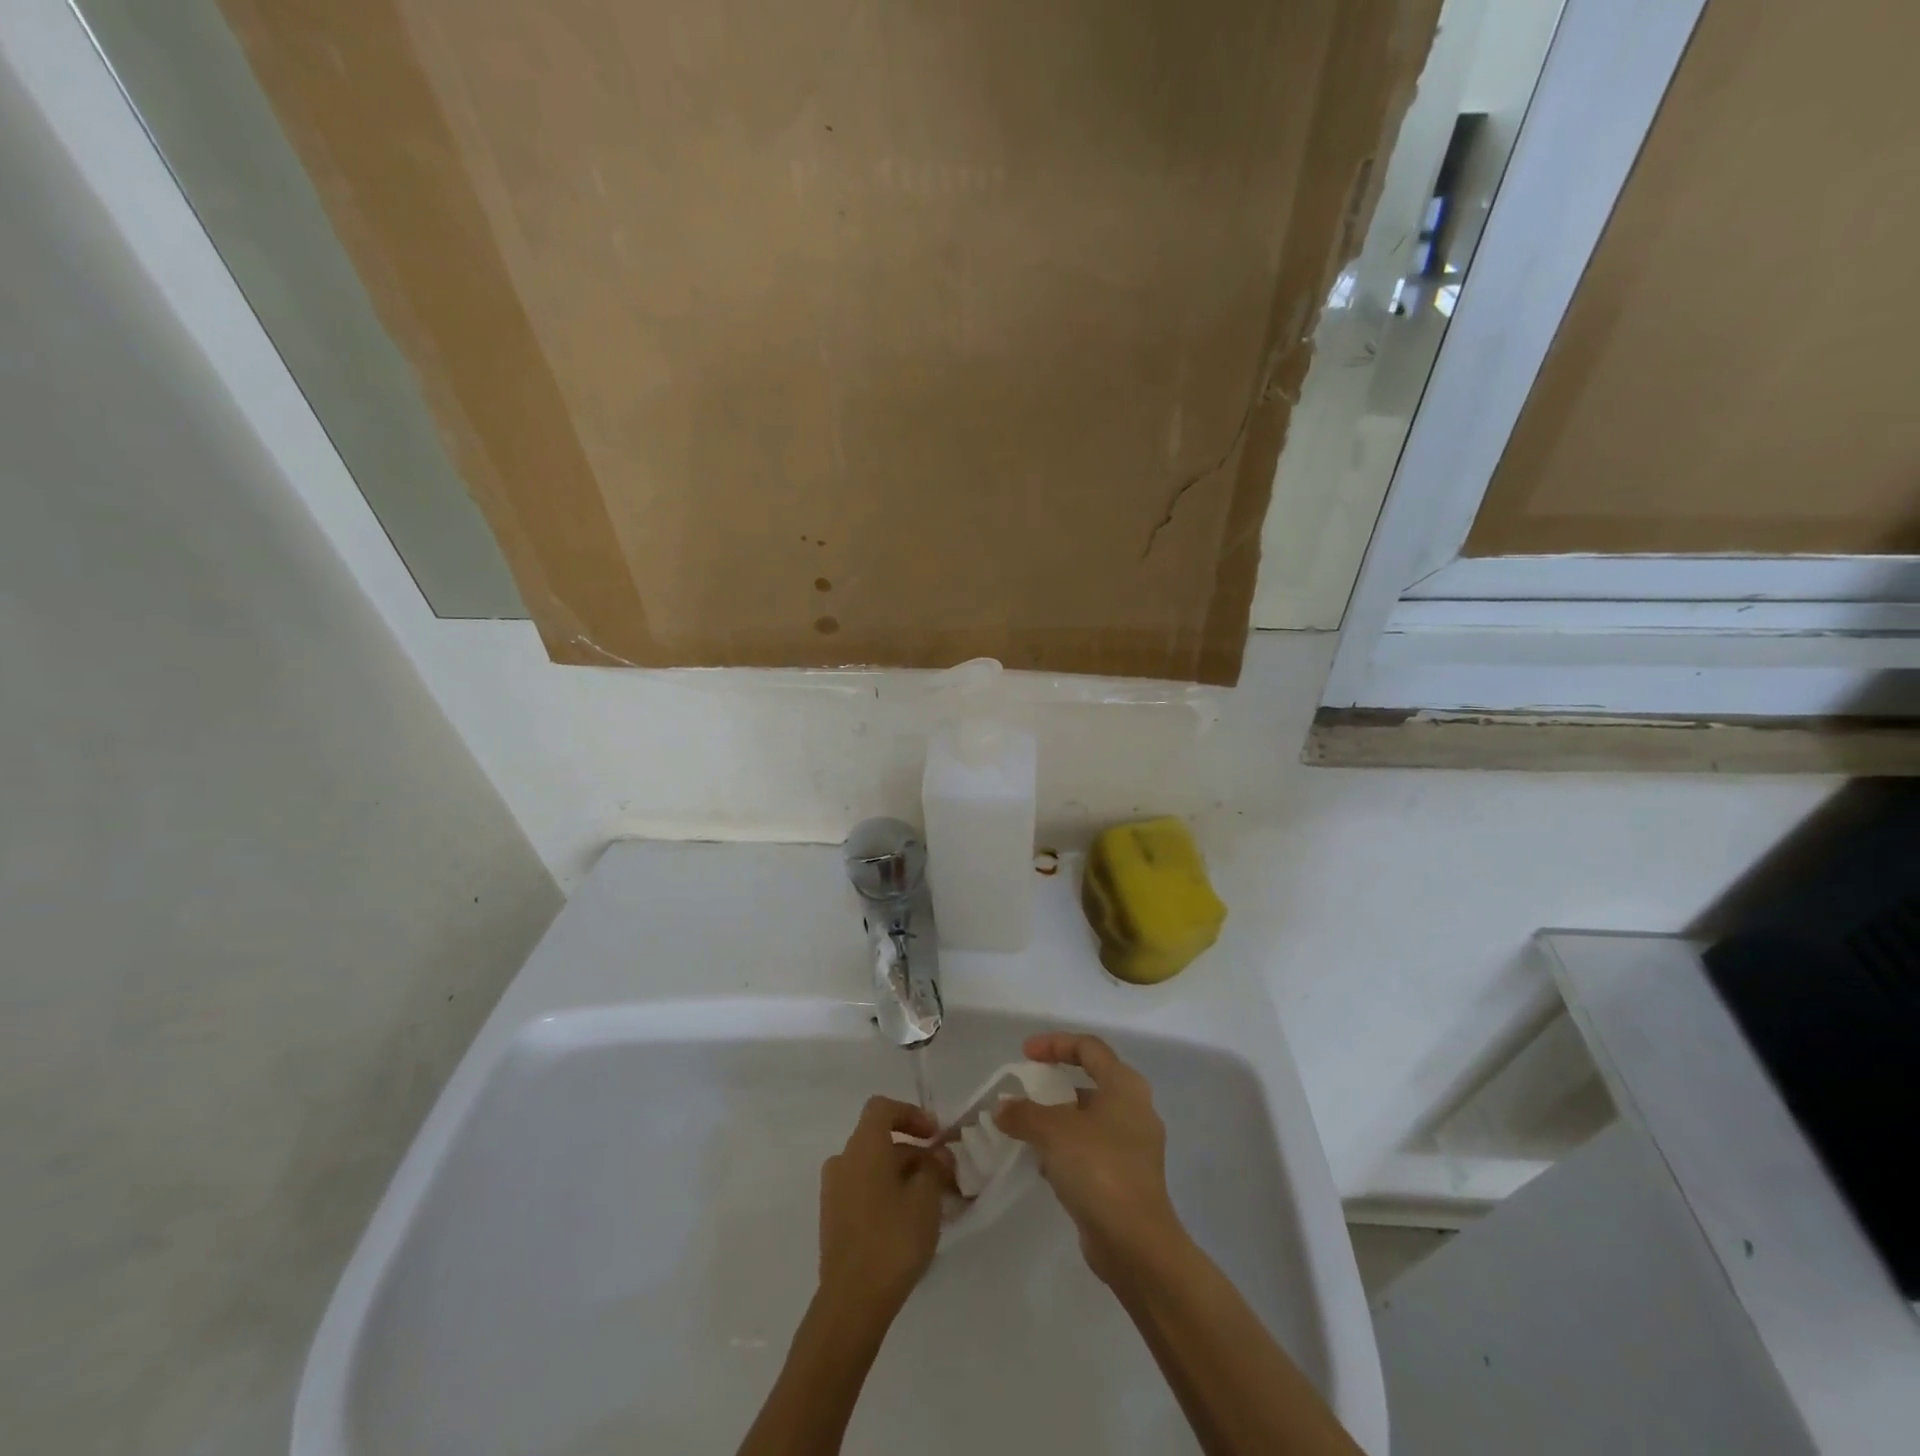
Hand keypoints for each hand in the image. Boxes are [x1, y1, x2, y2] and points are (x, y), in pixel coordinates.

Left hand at [817, 1096, 952, 1314]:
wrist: (852, 1301)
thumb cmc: (893, 1238)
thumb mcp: (927, 1197)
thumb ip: (935, 1167)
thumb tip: (937, 1155)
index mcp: (863, 1145)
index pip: (883, 1108)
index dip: (911, 1114)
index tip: (935, 1135)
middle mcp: (843, 1159)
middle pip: (879, 1139)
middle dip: (913, 1151)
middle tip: (942, 1174)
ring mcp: (833, 1191)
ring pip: (872, 1167)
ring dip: (901, 1174)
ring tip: (930, 1201)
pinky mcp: (833, 1219)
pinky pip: (862, 1190)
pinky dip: (885, 1193)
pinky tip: (908, 1221)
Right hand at [994, 1032, 1185, 1282]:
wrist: (1135, 1243)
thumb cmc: (1099, 1168)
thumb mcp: (1053, 1132)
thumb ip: (1023, 1113)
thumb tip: (1002, 1107)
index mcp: (1124, 1086)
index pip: (1088, 1047)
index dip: (1055, 1043)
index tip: (1025, 1054)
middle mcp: (1135, 1109)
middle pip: (1091, 1081)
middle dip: (1055, 1084)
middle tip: (1027, 1090)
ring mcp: (1134, 1146)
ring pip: (1090, 1119)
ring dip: (1059, 1120)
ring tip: (1027, 1129)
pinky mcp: (1128, 1178)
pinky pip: (1092, 1149)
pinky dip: (1068, 1149)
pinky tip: (1043, 1164)